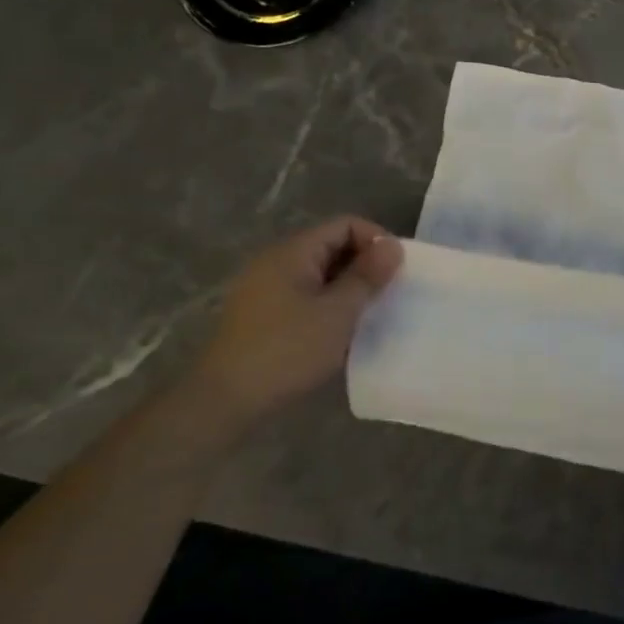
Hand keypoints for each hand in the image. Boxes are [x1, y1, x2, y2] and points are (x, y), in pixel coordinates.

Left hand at [189, 217, 403, 421]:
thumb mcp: (338, 312)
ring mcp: (266, 288)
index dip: (376, 240)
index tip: (397, 271)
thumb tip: (393, 245)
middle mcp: (276, 261)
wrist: (226, 399)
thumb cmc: (288, 350)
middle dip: (365, 264)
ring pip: (320, 273)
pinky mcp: (263, 314)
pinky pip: (306, 294)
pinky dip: (329, 303)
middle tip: (390, 293)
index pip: (345, 224)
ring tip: (371, 313)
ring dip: (349, 287)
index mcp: (293, 252)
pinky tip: (341, 330)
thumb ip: (367, 276)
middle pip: (332, 245)